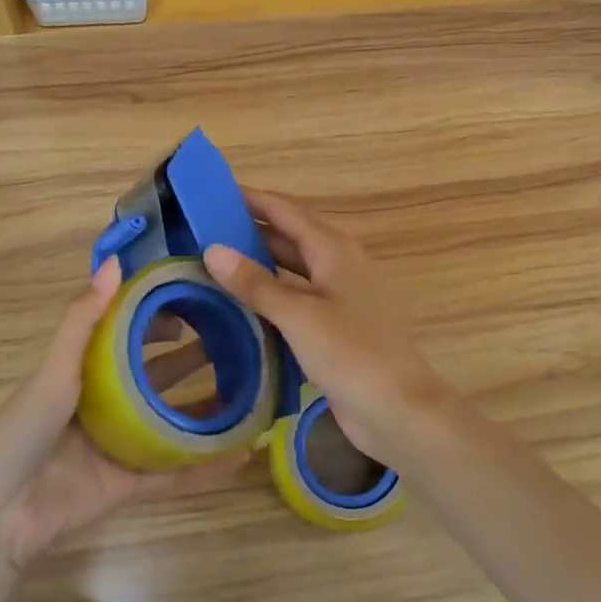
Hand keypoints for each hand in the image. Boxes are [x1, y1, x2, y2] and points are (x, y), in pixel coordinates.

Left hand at [0, 256, 243, 569]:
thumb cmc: (21, 431)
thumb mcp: (54, 370)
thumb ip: (84, 319)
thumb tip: (115, 262)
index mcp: (86, 372)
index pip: (131, 335)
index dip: (161, 318)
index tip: (198, 303)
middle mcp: (108, 404)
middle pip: (159, 376)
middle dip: (194, 359)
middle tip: (237, 342)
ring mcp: (122, 444)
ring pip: (174, 421)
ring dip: (209, 408)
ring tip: (253, 390)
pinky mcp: (130, 483)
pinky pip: (176, 471)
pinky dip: (208, 464)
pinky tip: (244, 452)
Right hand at [202, 188, 457, 458]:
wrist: (398, 409)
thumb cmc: (351, 353)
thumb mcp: (298, 315)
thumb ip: (255, 282)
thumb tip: (212, 249)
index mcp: (334, 249)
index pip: (285, 211)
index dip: (251, 199)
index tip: (212, 193)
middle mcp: (339, 264)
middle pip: (289, 236)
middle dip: (250, 230)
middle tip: (202, 230)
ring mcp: (340, 296)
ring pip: (293, 268)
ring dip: (259, 263)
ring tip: (214, 262)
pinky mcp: (338, 325)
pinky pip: (298, 298)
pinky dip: (272, 294)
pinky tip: (244, 304)